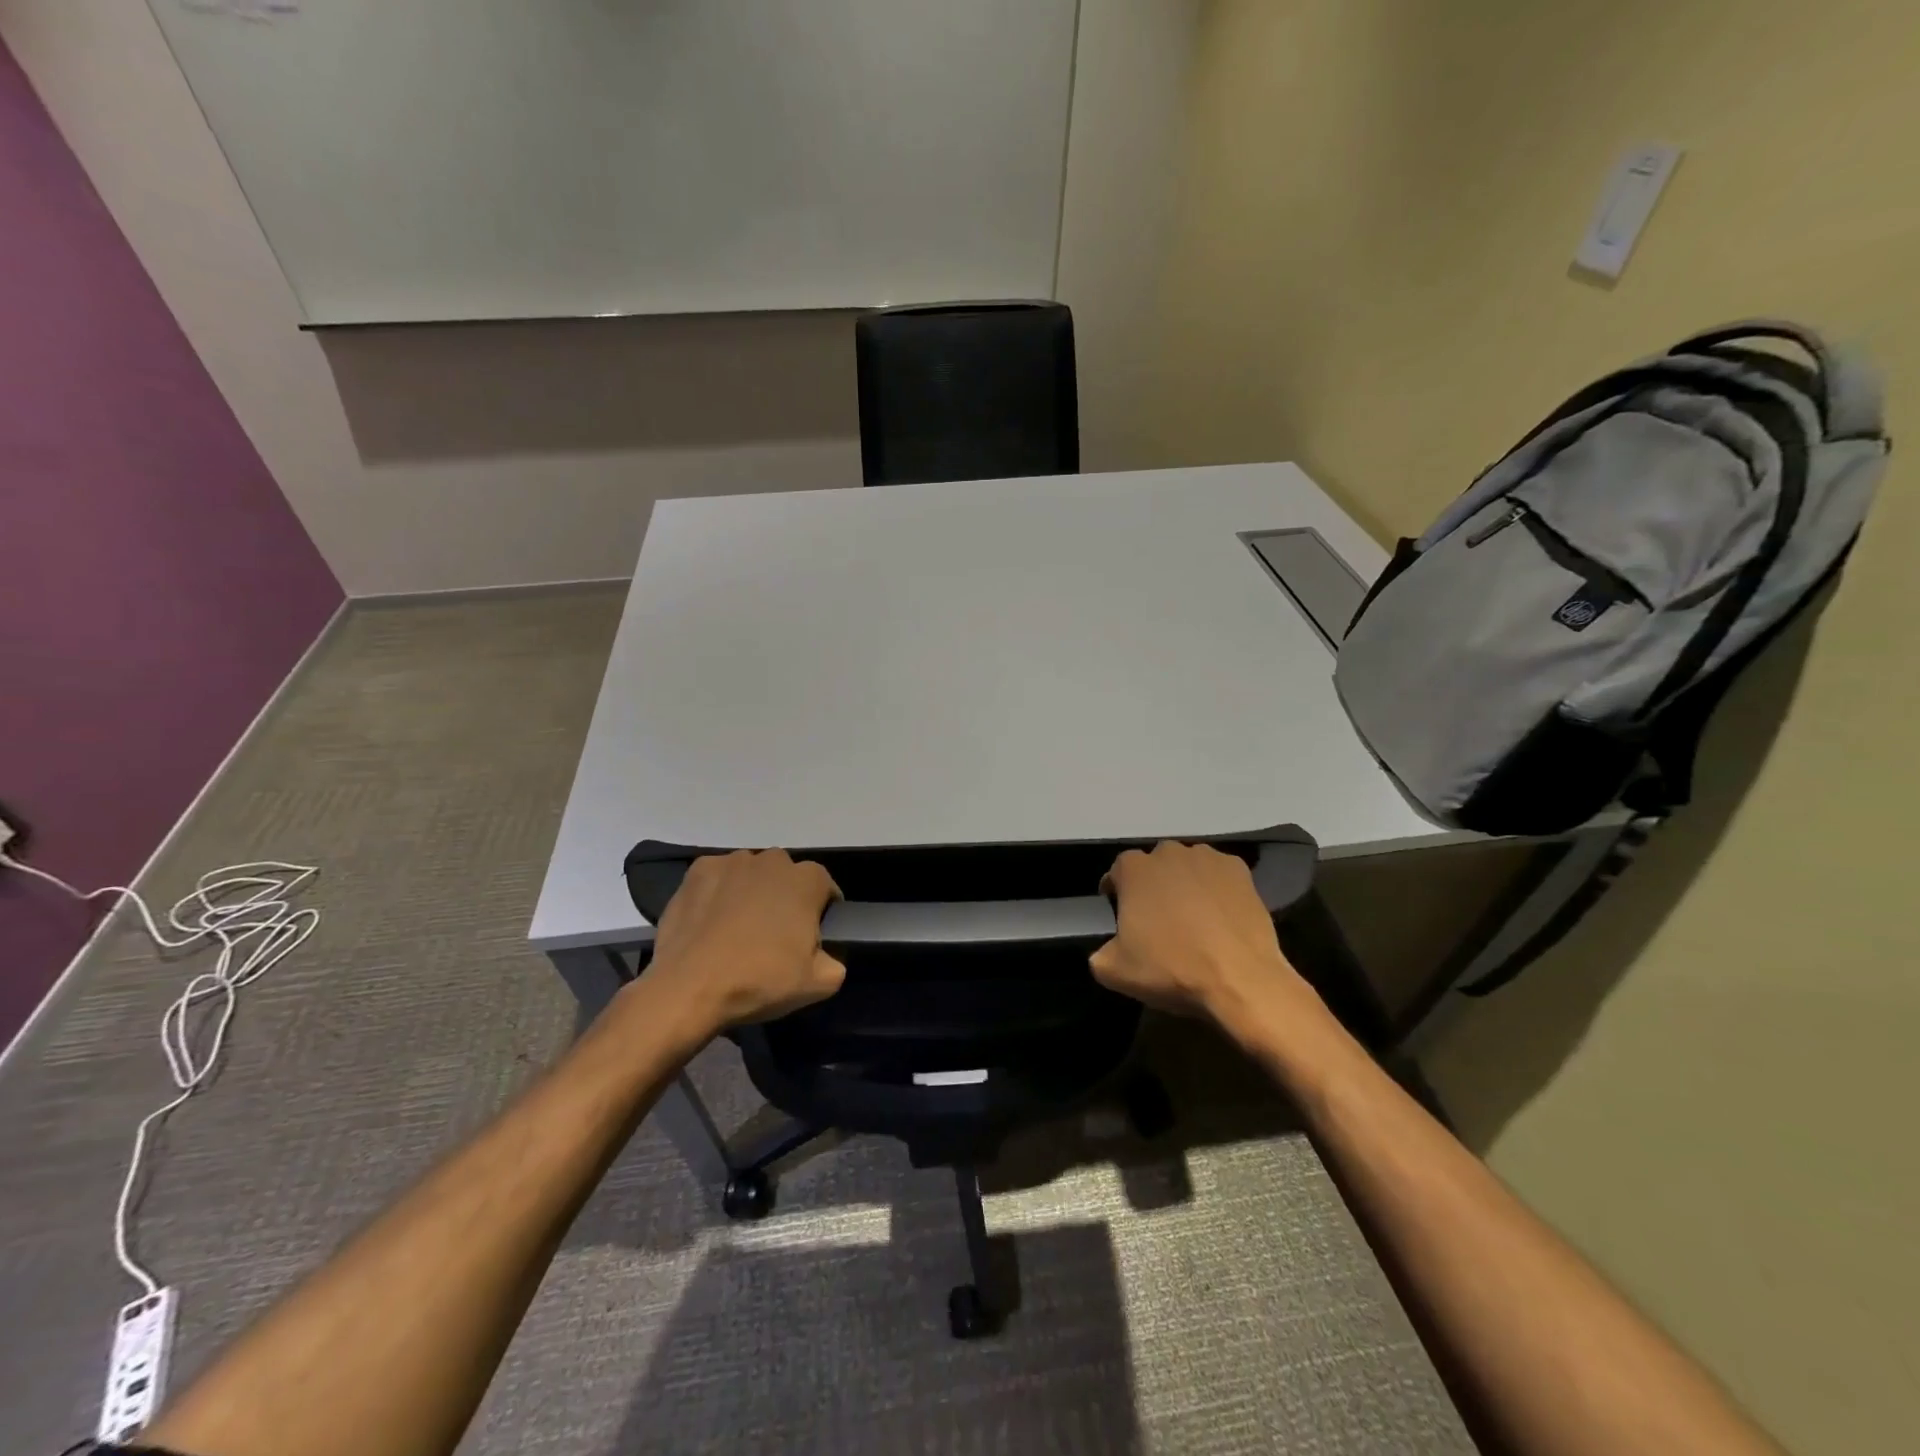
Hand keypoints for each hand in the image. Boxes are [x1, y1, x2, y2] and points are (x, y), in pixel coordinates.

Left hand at [642, 849, 845, 1032]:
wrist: (688, 988)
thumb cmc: (759, 980)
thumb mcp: (818, 984)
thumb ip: (836, 962)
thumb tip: (825, 955)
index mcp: (807, 880)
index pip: (825, 888)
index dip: (821, 913)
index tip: (810, 939)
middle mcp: (773, 859)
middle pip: (787, 878)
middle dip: (785, 899)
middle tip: (774, 936)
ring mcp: (733, 861)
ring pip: (752, 875)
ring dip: (751, 893)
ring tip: (737, 930)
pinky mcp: (699, 870)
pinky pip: (718, 878)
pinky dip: (718, 893)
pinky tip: (711, 922)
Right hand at [1091, 841, 1310, 1023]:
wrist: (1240, 979)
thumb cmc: (1172, 968)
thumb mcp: (1115, 972)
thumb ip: (1100, 953)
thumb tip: (1106, 951)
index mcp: (1133, 869)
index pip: (1117, 873)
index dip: (1116, 892)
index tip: (1120, 913)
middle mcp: (1168, 853)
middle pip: (1154, 866)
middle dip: (1153, 886)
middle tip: (1158, 918)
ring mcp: (1207, 857)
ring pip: (1188, 866)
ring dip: (1185, 884)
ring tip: (1193, 916)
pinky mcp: (1240, 870)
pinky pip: (1219, 875)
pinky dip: (1216, 889)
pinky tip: (1220, 915)